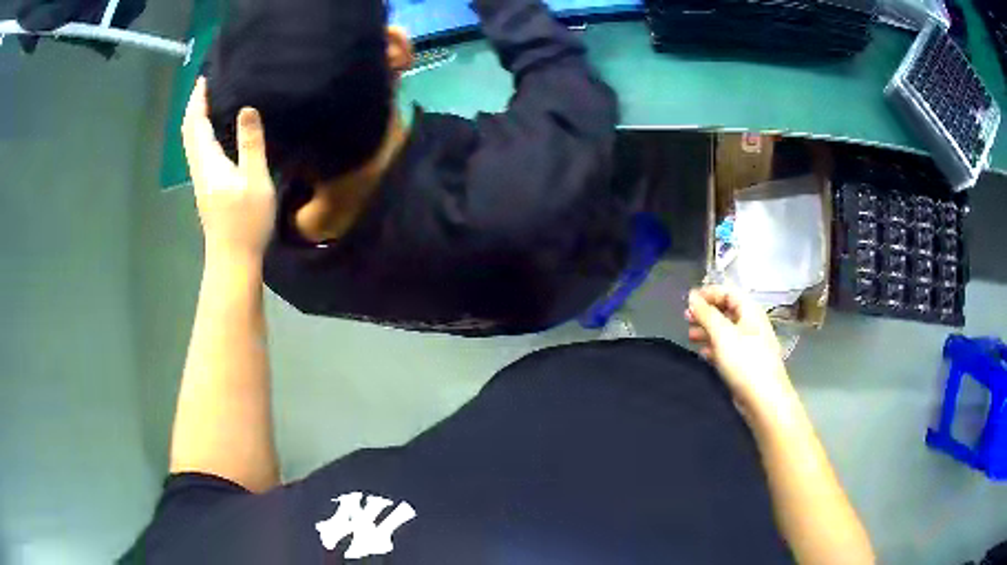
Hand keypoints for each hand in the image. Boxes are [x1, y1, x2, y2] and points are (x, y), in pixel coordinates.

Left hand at [182, 77, 275, 261]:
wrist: (233, 259)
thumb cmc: (246, 221)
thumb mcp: (255, 179)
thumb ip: (250, 143)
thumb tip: (247, 107)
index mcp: (208, 162)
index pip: (196, 124)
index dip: (198, 100)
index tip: (204, 77)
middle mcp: (199, 168)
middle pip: (189, 132)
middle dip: (194, 106)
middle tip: (205, 84)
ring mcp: (201, 179)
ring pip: (192, 142)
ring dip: (196, 119)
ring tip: (209, 100)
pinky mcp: (207, 187)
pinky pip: (199, 151)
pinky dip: (202, 133)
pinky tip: (215, 131)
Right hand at [685, 286, 794, 414]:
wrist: (764, 400)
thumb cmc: (745, 362)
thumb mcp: (722, 334)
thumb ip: (706, 313)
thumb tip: (691, 296)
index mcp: (750, 311)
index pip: (728, 292)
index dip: (708, 293)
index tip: (688, 301)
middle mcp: (751, 324)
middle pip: (726, 310)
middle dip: (705, 313)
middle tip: (686, 318)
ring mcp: (749, 345)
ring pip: (725, 330)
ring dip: (707, 330)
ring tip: (690, 337)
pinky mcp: (745, 363)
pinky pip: (727, 348)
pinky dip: (714, 348)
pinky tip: (703, 354)